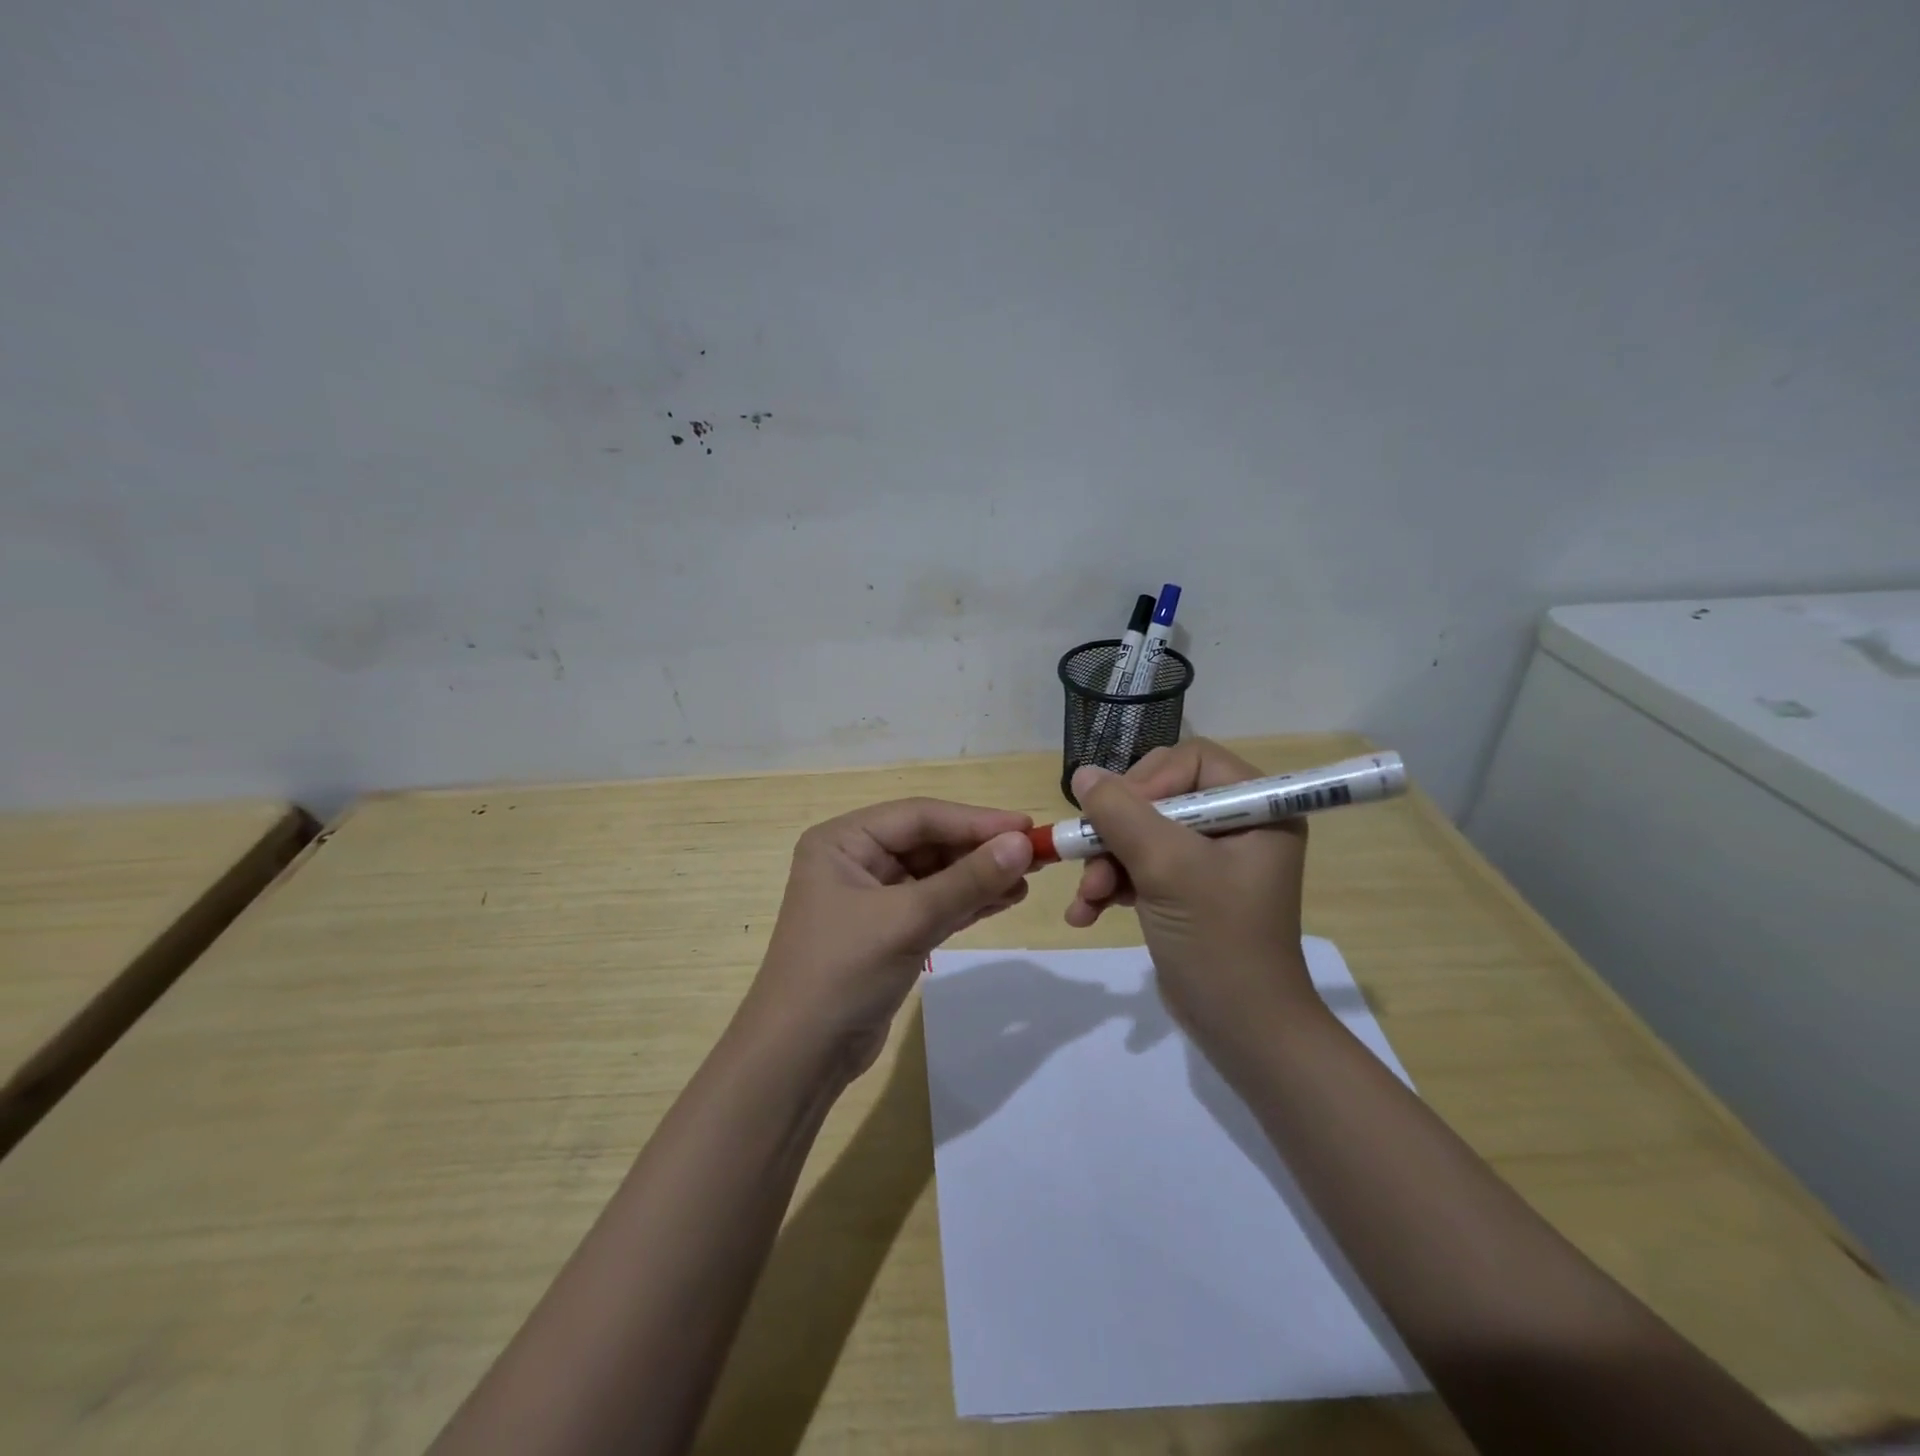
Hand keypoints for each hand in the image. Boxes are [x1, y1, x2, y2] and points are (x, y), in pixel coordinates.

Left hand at [743, 799, 1034, 1080]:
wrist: (801, 1057)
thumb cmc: (844, 972)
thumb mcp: (908, 920)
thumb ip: (967, 881)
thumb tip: (1022, 844)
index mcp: (842, 841)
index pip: (919, 816)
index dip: (975, 820)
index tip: (1026, 827)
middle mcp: (855, 860)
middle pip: (928, 842)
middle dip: (979, 849)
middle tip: (1035, 854)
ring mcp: (871, 897)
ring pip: (935, 874)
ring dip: (979, 876)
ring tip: (1028, 879)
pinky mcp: (887, 931)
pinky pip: (934, 904)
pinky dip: (967, 902)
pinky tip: (1004, 899)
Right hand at [1065, 740, 1317, 1054]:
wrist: (1242, 1031)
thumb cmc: (1218, 941)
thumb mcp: (1167, 868)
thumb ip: (1121, 813)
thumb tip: (1082, 773)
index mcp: (1256, 807)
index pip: (1190, 760)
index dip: (1148, 780)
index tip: (1117, 816)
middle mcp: (1236, 824)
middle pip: (1158, 795)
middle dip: (1117, 831)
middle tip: (1090, 858)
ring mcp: (1209, 859)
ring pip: (1141, 833)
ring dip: (1106, 863)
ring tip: (1086, 897)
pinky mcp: (1186, 888)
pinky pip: (1140, 866)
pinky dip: (1112, 884)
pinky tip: (1086, 912)